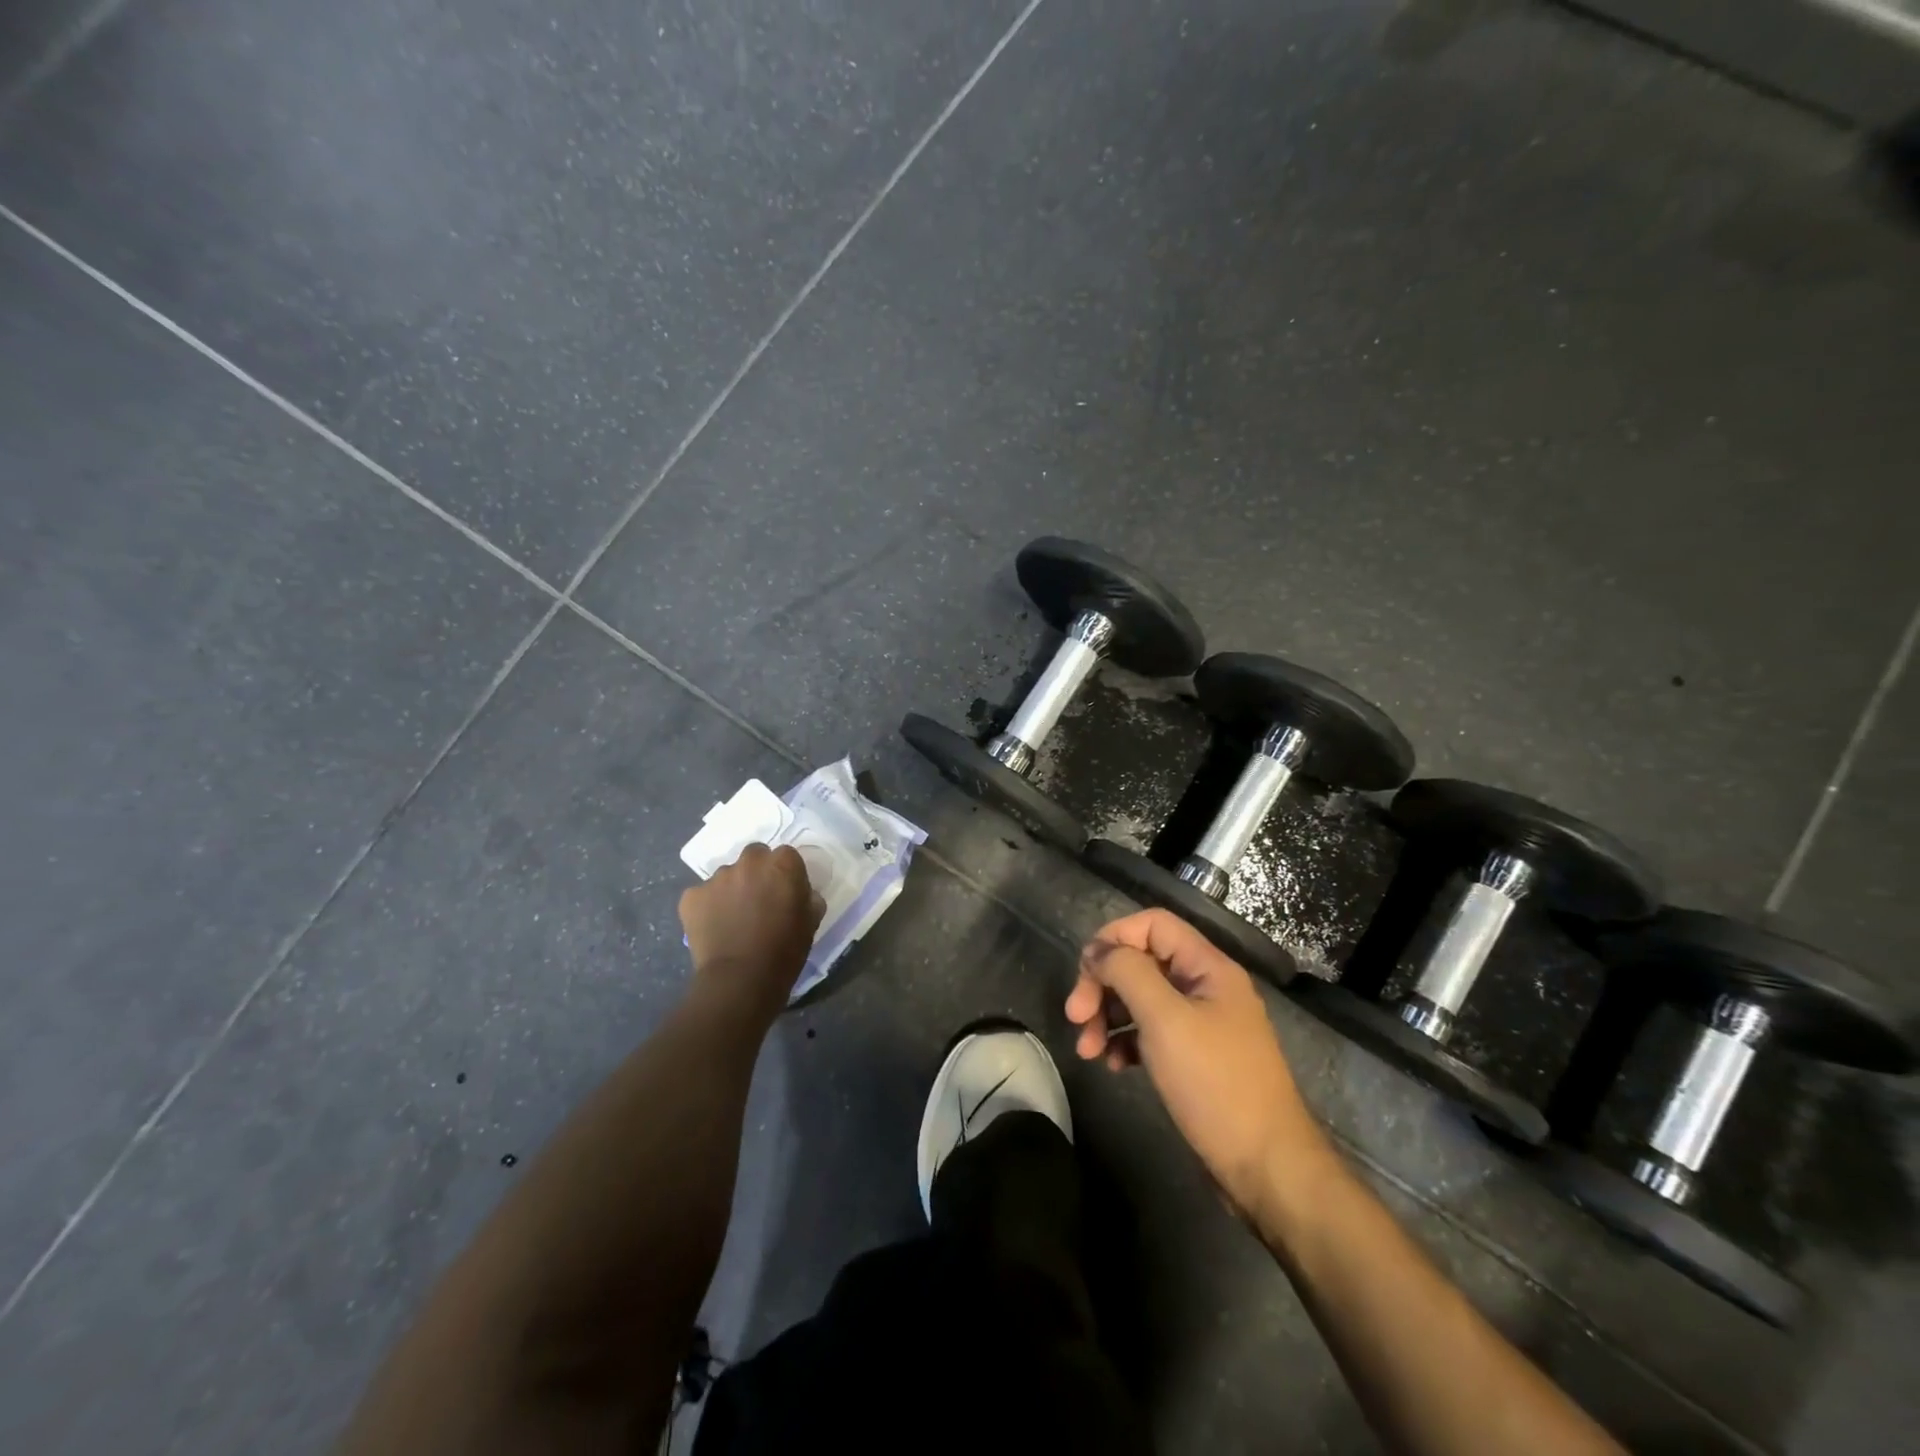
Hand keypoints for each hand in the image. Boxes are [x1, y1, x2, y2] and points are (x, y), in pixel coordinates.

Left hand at [679, 844, 823, 1020]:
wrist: (741, 980)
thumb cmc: (785, 951)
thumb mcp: (811, 922)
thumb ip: (807, 898)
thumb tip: (800, 894)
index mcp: (782, 864)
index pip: (786, 855)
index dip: (786, 873)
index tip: (785, 892)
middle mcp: (749, 862)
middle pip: (754, 856)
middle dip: (757, 872)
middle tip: (758, 899)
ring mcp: (717, 877)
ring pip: (727, 875)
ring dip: (732, 889)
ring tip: (733, 918)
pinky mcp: (691, 896)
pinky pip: (702, 895)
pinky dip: (707, 906)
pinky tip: (714, 928)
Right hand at [1065, 909, 1331, 1222]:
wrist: (1267, 1169)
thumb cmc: (1215, 1084)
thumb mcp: (1165, 1020)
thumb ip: (1129, 972)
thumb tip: (1100, 951)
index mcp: (1208, 967)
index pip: (1153, 925)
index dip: (1114, 937)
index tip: (1085, 971)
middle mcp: (1205, 987)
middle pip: (1142, 962)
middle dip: (1103, 984)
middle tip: (1075, 1016)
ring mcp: (1202, 1024)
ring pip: (1142, 999)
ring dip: (1108, 1016)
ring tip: (1087, 1050)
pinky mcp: (1195, 1058)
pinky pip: (1151, 1033)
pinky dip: (1127, 1042)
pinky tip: (1114, 1065)